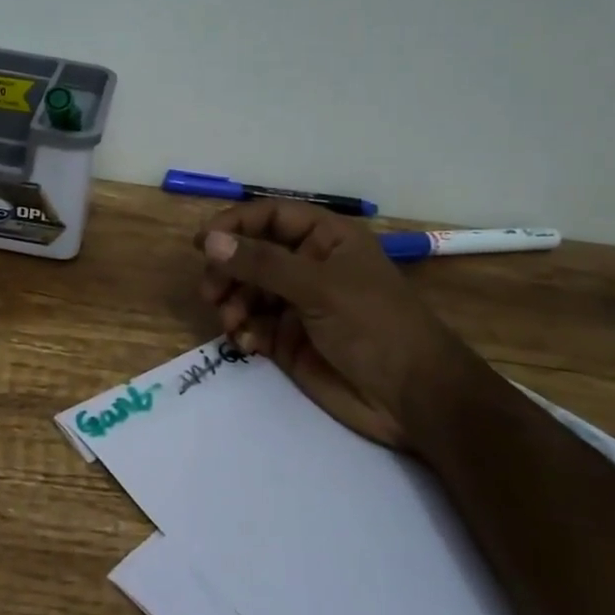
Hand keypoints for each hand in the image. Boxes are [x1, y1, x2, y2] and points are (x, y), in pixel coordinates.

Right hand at [196, 201, 462, 451]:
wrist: (412, 398)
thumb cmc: (374, 325)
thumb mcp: (318, 286)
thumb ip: (262, 263)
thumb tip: (209, 241)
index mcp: (325, 239)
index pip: (271, 216)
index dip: (236, 224)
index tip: (203, 242)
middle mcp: (308, 265)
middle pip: (252, 254)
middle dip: (228, 270)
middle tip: (210, 291)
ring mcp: (297, 303)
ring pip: (246, 290)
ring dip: (231, 302)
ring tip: (230, 321)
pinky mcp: (288, 339)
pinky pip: (252, 325)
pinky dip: (242, 331)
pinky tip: (247, 343)